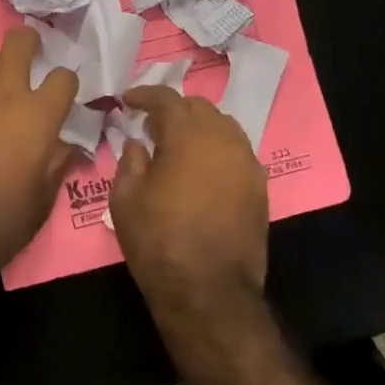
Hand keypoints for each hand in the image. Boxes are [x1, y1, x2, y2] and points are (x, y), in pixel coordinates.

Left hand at [0, 28, 80, 272]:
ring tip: (5, 86)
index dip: (68, 84)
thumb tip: (67, 146)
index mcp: (38, 114)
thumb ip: (58, 161)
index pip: (64, 77)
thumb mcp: (45, 195)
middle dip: (30, 41)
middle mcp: (4, 95)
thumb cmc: (6, 217)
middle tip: (35, 54)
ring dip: (0, 66)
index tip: (67, 97)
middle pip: (18, 42)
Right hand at [111, 85, 268, 298]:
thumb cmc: (158, 241)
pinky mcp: (260, 187)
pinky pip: (237, 152)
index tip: (127, 100)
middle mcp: (224, 140)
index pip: (167, 99)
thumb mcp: (125, 199)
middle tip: (151, 125)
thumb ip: (130, 161)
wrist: (208, 290)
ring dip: (199, 127)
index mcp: (188, 136)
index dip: (145, 95)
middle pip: (200, 107)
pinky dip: (217, 149)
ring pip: (224, 126)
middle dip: (174, 109)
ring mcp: (247, 163)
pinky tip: (201, 169)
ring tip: (177, 145)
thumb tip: (138, 144)